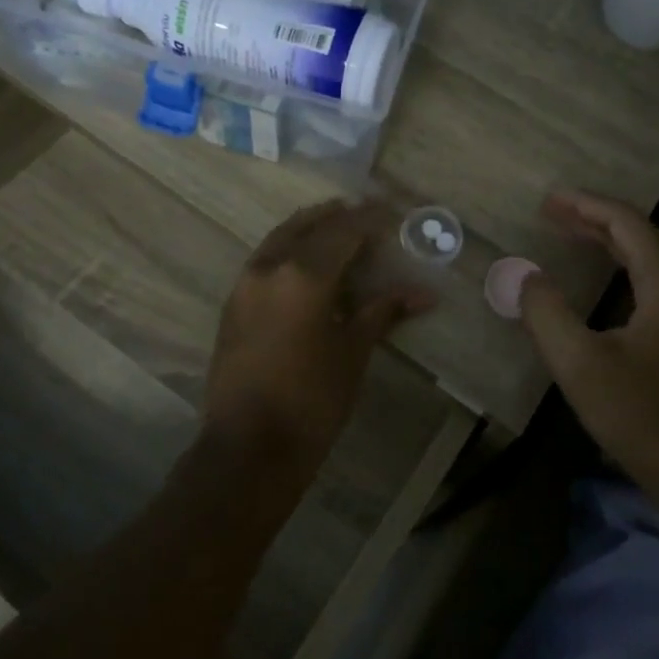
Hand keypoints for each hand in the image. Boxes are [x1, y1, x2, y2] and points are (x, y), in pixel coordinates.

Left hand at [204, 200, 432, 464]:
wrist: (248, 447)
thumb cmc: (312, 400)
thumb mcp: (353, 352)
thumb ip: (383, 312)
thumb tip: (424, 294)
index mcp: (304, 274)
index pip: (344, 231)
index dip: (371, 218)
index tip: (393, 211)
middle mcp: (270, 267)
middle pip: (308, 225)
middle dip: (338, 216)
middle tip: (365, 213)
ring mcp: (245, 284)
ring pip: (281, 238)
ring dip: (310, 228)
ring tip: (337, 227)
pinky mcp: (233, 304)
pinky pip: (265, 259)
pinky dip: (289, 248)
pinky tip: (306, 262)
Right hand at [519, 191, 658, 489]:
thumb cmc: (636, 413)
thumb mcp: (578, 362)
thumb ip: (546, 312)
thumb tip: (527, 277)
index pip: (627, 223)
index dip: (586, 205)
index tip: (549, 200)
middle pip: (646, 232)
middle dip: (599, 217)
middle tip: (556, 214)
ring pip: (656, 254)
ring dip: (615, 239)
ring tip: (573, 234)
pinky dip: (628, 262)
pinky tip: (605, 275)